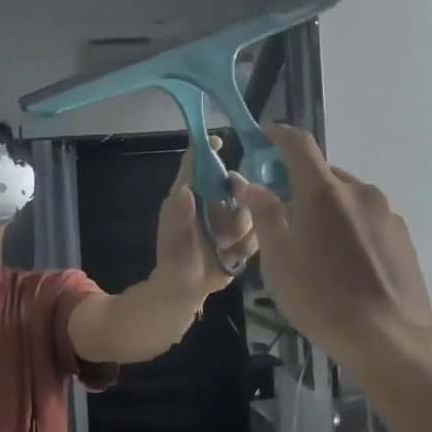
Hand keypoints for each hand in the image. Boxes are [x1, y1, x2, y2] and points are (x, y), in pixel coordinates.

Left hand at [154, 136, 258, 297]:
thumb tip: (185, 189)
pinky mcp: (244, 236)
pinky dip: (245, 246)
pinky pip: (258, 232)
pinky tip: (230, 256)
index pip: (197, 164)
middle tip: (228, 223)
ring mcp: (230, 218)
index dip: (206, 150)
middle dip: (237, 203)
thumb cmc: (174, 257)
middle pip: (235, 184)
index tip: (218, 142)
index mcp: (191, 194)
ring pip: (250, 211)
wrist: (187, 289)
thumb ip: (180, 215)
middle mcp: (213, 201)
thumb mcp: (174, 238)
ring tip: (222, 247)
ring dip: (238, 232)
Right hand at [232, 124, 431, 368]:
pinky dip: (350, 227)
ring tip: (318, 248)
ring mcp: (386, 213)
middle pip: (324, 175)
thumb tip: (249, 184)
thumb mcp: (279, 260)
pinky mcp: (402, 236)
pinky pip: (367, 218)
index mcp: (324, 192)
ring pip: (347, 198)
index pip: (299, 145)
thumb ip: (265, 214)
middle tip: (285, 216)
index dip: (279, 134)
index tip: (265, 134)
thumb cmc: (322, 298)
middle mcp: (358, 191)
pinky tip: (346, 263)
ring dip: (328, 209)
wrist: (389, 337)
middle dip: (301, 186)